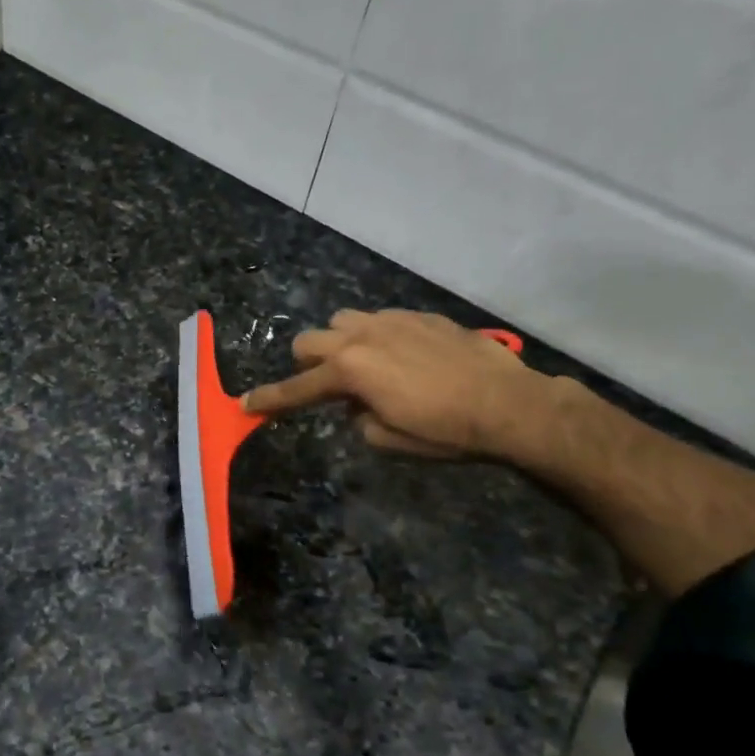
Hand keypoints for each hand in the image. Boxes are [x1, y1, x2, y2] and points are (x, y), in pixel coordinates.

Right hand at [241, 309, 552, 458]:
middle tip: (327, 387)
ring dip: (339, 344)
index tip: (245, 405)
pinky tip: (402, 358)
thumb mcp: (388, 439)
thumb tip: (357, 405)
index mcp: (349, 370)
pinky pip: (380, 320)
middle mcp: (361, 337)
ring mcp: (391, 321)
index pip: (297, 388)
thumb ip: (357, 418)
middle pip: (308, 341)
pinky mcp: (419, 316)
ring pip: (341, 322)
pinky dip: (376, 338)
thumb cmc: (445, 430)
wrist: (509, 403)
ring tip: (364, 367)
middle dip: (306, 365)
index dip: (269, 400)